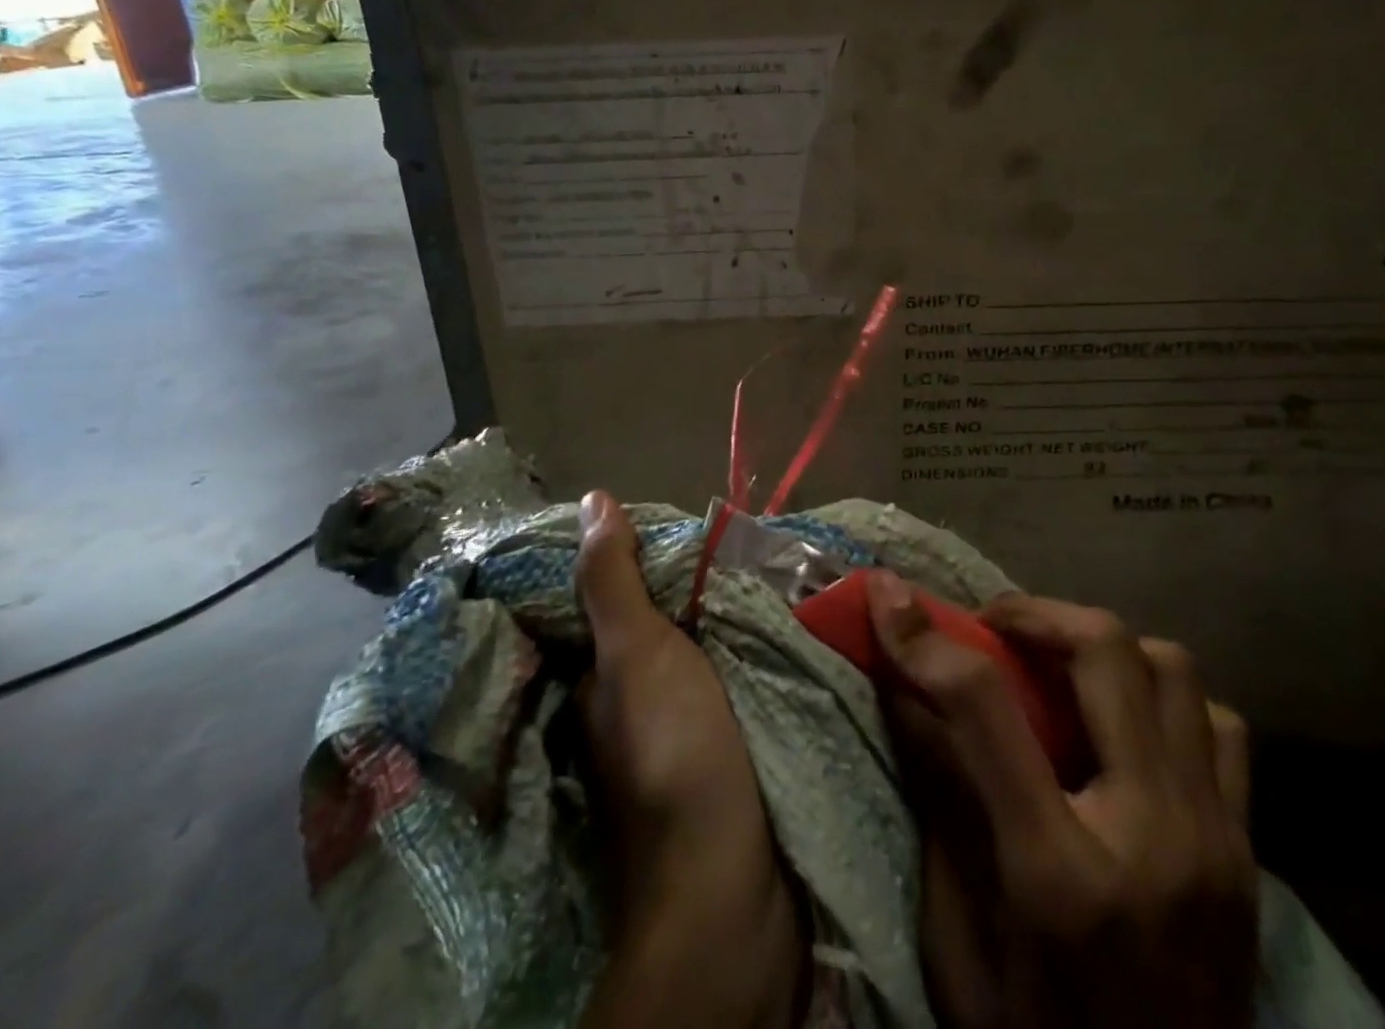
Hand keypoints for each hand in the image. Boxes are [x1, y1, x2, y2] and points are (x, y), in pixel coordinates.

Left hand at [575, 491, 804, 1028]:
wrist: (731, 887)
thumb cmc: (675, 754)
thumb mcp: (636, 655)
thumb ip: (614, 581)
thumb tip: (592, 498)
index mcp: (609, 674)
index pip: (623, 594)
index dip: (651, 553)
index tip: (690, 517)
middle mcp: (642, 696)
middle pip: (672, 619)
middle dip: (703, 581)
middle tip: (750, 533)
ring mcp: (690, 723)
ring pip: (711, 648)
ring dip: (738, 613)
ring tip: (781, 560)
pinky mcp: (735, 744)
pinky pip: (745, 678)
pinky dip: (760, 650)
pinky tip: (791, 620)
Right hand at [868, 573, 1256, 1028]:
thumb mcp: (957, 937)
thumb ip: (938, 801)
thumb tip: (904, 691)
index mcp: (1058, 872)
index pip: (984, 708)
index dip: (925, 638)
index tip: (890, 595)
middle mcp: (1152, 835)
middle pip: (1104, 652)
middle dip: (1033, 613)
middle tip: (993, 626)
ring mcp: (1217, 840)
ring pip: (1172, 668)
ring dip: (1102, 646)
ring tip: (1058, 665)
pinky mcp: (1249, 851)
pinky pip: (1218, 725)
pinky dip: (1164, 699)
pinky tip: (1125, 725)